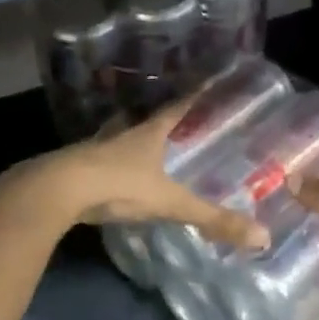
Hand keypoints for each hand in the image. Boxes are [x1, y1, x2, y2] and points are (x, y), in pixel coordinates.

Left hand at [20, 103, 269, 250]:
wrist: (56, 191)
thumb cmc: (118, 185)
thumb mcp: (170, 203)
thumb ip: (211, 218)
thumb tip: (261, 236)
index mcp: (146, 134)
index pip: (175, 109)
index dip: (192, 98)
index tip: (205, 82)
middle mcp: (121, 135)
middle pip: (142, 121)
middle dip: (156, 120)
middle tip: (170, 121)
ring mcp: (94, 149)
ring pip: (115, 138)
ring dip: (126, 138)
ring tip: (137, 144)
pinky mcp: (74, 167)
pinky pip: (96, 160)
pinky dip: (105, 163)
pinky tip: (107, 173)